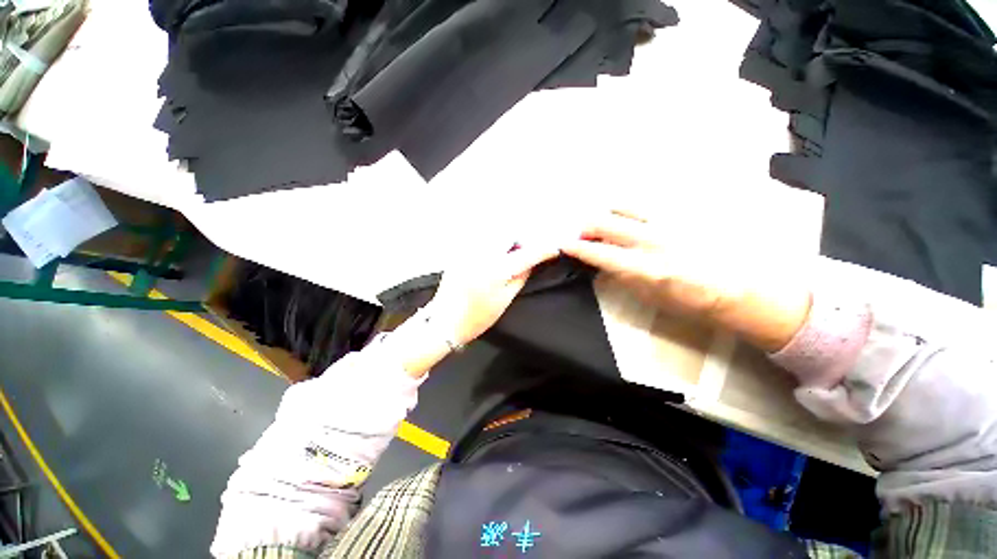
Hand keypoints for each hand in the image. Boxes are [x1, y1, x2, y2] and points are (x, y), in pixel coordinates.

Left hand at [428, 243, 559, 345]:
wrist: (445, 321)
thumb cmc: (477, 317)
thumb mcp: (505, 300)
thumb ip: (520, 278)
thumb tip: (531, 263)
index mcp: (496, 269)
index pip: (526, 254)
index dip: (543, 250)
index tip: (554, 248)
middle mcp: (482, 254)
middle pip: (509, 234)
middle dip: (522, 239)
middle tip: (526, 252)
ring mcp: (468, 251)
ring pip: (494, 233)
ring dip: (507, 239)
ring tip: (511, 253)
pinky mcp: (459, 253)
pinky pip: (481, 239)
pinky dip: (493, 242)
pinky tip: (495, 254)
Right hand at [561, 208, 811, 351]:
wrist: (741, 289)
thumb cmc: (692, 302)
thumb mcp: (650, 298)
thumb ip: (622, 278)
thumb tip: (602, 266)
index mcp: (643, 267)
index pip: (598, 252)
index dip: (576, 247)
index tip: (564, 245)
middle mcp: (651, 240)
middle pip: (604, 223)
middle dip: (586, 227)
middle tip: (583, 235)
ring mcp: (666, 223)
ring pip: (622, 207)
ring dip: (606, 215)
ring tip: (606, 225)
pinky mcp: (681, 214)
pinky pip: (645, 205)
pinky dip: (629, 210)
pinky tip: (630, 219)